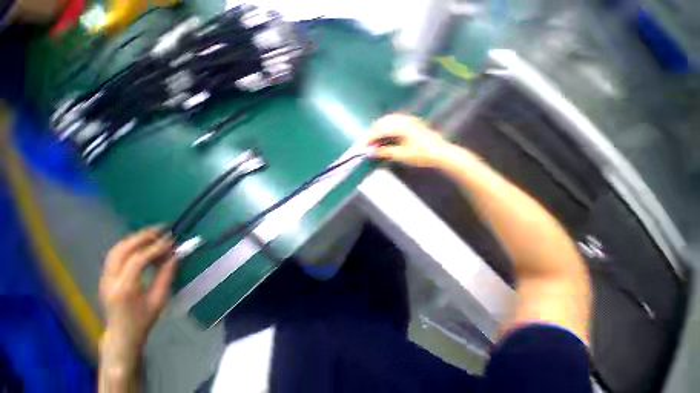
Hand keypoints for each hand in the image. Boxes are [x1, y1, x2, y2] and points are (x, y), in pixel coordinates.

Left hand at [99, 228, 178, 372]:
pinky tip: (141, 244)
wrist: (121, 334)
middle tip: (161, 230)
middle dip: (142, 237)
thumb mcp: (160, 299)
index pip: (138, 260)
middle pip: (122, 251)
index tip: (172, 240)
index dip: (156, 248)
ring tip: (152, 233)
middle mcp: (110, 281)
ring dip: (134, 239)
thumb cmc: (143, 320)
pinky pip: (115, 255)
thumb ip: (167, 274)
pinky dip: (128, 246)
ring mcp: (104, 278)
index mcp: (125, 289)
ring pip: (116, 250)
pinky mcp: (105, 277)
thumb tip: (176, 255)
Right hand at [365, 114, 452, 167]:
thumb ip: (385, 152)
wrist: (441, 152)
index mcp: (400, 127)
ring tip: (374, 141)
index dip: (369, 139)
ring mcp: (408, 120)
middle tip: (367, 144)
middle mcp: (403, 120)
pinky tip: (385, 135)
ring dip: (379, 129)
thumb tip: (371, 152)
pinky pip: (394, 121)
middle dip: (372, 133)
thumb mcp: (402, 155)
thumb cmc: (422, 155)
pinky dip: (386, 128)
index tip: (363, 147)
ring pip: (388, 121)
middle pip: (382, 122)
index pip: (379, 130)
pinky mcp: (411, 122)